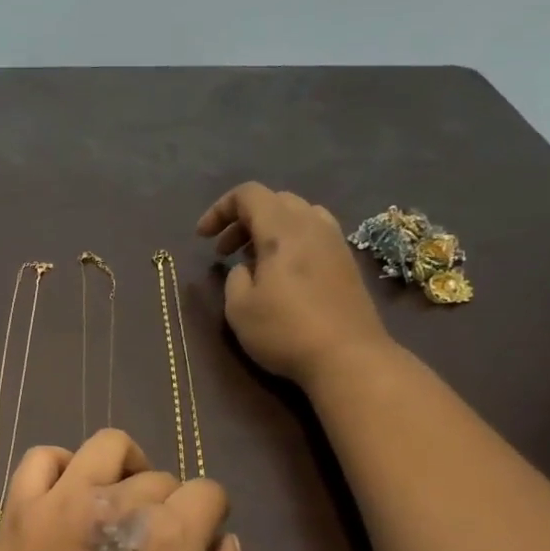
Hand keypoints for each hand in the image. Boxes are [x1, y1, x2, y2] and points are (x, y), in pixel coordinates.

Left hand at [0, 429, 250, 550]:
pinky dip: (61, 466)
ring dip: (124, 468)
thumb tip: (225, 542)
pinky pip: (42, 457)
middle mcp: (118, 503)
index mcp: (171, 538)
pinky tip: (70, 496)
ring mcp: (61, 500)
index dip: (208, 520)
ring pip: (108, 447)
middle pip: (161, 477)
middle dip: (167, 508)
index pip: (209, 492)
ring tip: (117, 504)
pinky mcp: (20, 507)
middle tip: (148, 550)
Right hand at [197, 181, 391, 388]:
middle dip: (244, 220)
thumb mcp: (239, 309)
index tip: (202, 238)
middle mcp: (312, 225)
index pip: (249, 194)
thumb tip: (246, 269)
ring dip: (270, 230)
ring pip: (298, 216)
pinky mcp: (347, 263)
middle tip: (225, 251)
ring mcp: (335, 243)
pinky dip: (291, 243)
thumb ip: (235, 279)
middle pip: (275, 201)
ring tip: (254, 261)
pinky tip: (283, 275)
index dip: (220, 209)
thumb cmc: (284, 330)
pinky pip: (314, 235)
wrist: (347, 356)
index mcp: (282, 229)